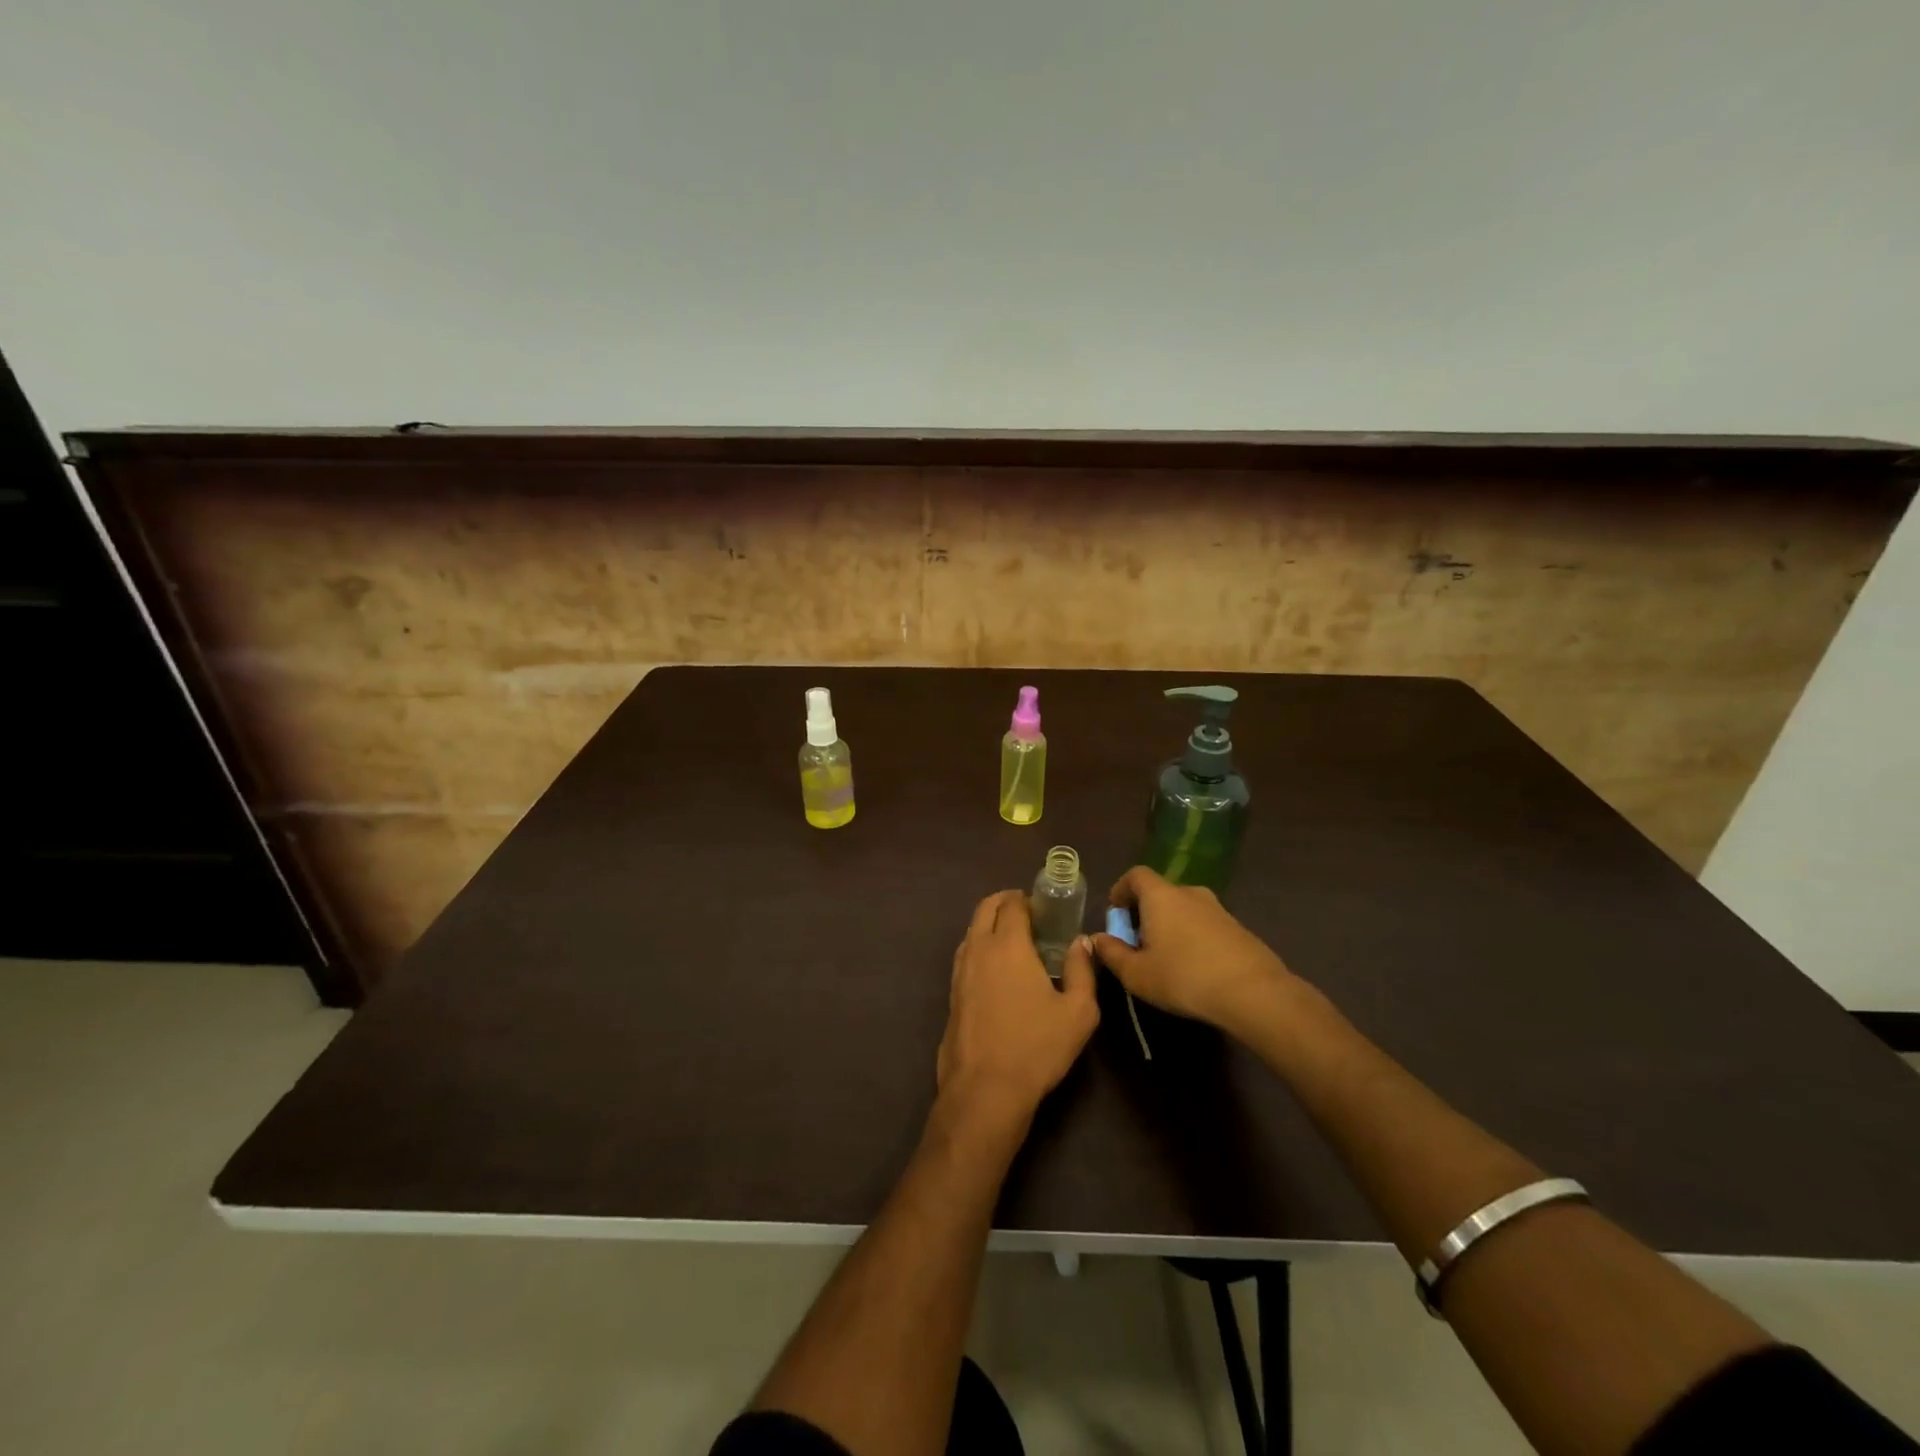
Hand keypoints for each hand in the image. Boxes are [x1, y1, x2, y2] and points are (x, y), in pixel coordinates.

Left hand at [937, 890, 1099, 1129]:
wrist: (985, 1089)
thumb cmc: (1036, 1047)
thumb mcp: (1079, 1012)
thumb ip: (1081, 970)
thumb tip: (1081, 942)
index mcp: (1008, 944)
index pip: (1012, 904)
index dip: (1027, 899)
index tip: (1044, 907)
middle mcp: (978, 948)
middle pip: (985, 908)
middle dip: (1005, 902)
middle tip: (1028, 913)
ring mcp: (959, 971)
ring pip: (972, 930)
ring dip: (990, 924)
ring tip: (1014, 941)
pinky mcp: (952, 993)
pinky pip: (966, 954)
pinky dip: (981, 947)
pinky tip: (998, 970)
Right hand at [1090, 866, 1292, 1033]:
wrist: (1253, 992)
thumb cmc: (1184, 977)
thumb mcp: (1137, 973)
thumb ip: (1112, 953)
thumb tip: (1097, 939)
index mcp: (1161, 895)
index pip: (1135, 875)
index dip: (1121, 889)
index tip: (1115, 913)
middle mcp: (1189, 893)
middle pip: (1159, 892)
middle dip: (1144, 912)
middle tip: (1136, 942)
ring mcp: (1218, 908)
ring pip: (1183, 909)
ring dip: (1169, 925)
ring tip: (1165, 958)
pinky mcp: (1238, 928)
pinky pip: (1204, 924)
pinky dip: (1192, 937)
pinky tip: (1193, 967)